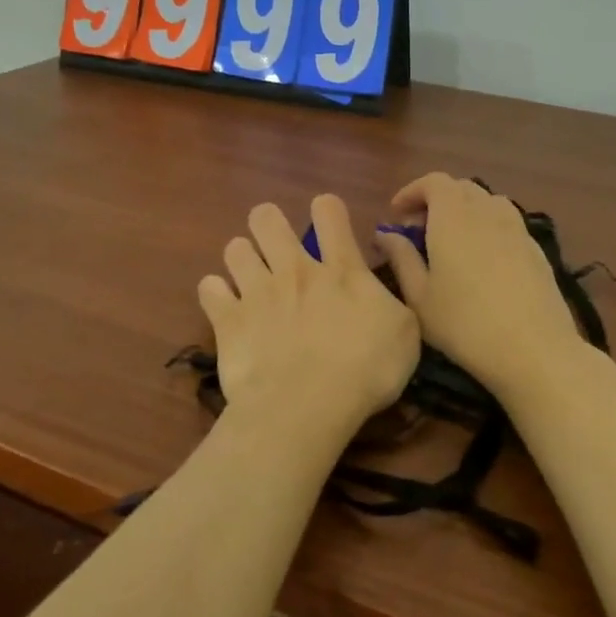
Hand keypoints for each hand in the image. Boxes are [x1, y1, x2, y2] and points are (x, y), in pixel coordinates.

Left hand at [199, 195, 419, 445]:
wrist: (305, 407)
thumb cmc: (365, 371)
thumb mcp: (406, 334)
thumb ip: (393, 301)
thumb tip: (379, 286)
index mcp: (340, 270)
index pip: (329, 211)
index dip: (327, 209)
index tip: (329, 223)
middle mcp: (294, 269)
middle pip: (267, 218)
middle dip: (269, 223)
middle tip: (277, 247)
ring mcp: (256, 292)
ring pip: (235, 248)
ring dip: (242, 258)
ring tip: (250, 278)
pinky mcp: (228, 320)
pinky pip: (209, 289)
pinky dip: (215, 294)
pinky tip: (226, 307)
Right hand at [375, 174, 585, 397]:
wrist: (533, 349)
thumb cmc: (465, 324)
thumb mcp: (420, 297)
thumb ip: (401, 258)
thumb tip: (387, 235)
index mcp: (454, 217)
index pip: (434, 182)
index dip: (412, 191)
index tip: (397, 214)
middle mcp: (487, 212)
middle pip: (461, 188)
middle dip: (436, 201)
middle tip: (419, 232)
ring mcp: (517, 228)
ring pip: (487, 202)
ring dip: (464, 212)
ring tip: (451, 243)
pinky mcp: (536, 248)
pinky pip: (507, 222)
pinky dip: (487, 228)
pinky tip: (482, 261)